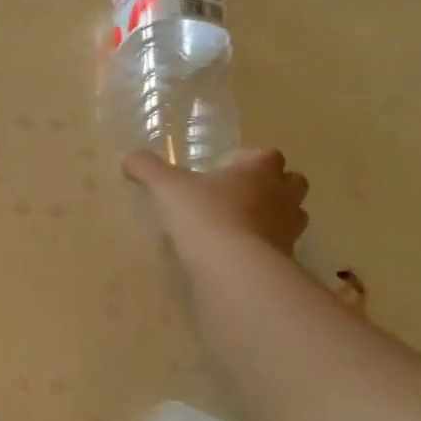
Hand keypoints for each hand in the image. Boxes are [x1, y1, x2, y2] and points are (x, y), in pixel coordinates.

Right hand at [123, 147, 308, 256]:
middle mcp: (281, 194)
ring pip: (291, 215)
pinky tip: (238, 254)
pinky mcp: (285, 259)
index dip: (248, 159)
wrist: (233, 266)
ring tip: (240, 226)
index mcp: (257, 170)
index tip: (224, 170)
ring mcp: (288, 228)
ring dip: (273, 216)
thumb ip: (148, 169)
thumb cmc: (204, 214)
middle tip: (239, 195)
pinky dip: (264, 247)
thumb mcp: (166, 187)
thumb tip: (128, 156)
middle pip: (291, 182)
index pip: (267, 154)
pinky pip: (279, 247)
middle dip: (272, 185)